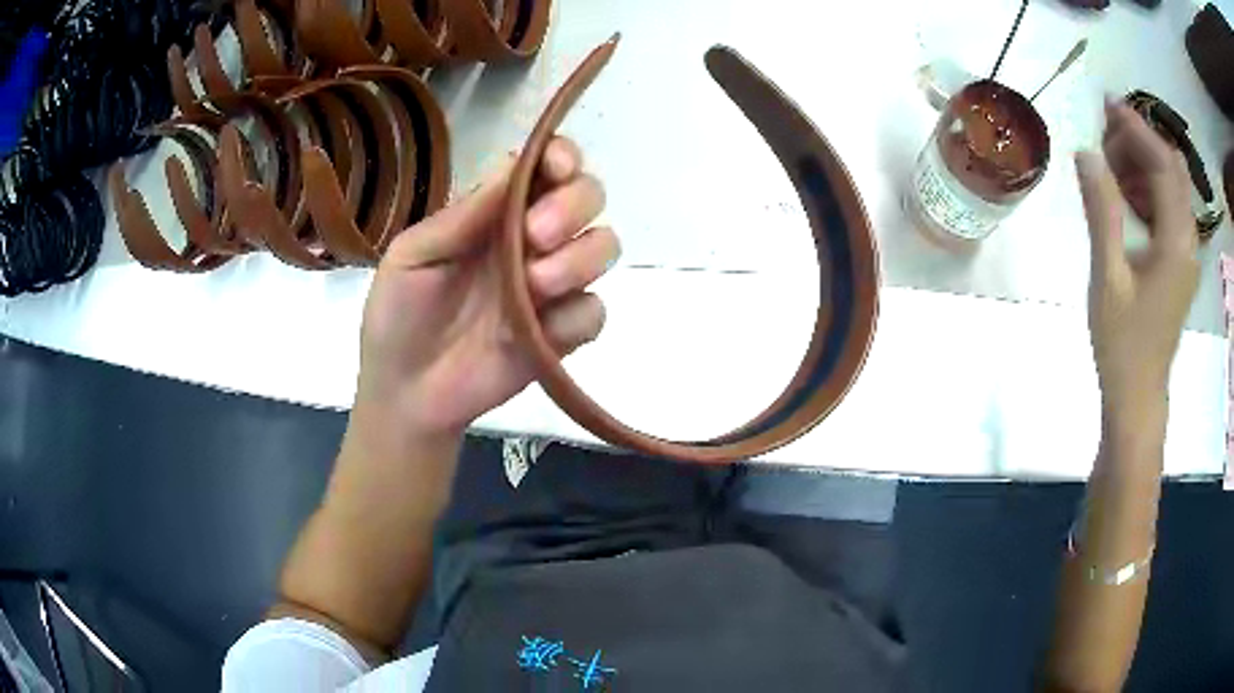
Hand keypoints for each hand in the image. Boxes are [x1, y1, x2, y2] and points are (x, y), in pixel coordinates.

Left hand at [354, 137, 618, 439]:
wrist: (405, 392)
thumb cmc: (398, 315)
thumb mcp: (413, 255)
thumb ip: (463, 215)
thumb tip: (514, 163)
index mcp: (495, 214)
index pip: (546, 168)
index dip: (562, 157)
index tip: (556, 168)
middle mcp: (532, 241)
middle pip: (588, 197)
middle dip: (573, 206)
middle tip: (535, 234)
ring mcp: (551, 288)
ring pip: (604, 248)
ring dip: (579, 258)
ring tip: (535, 284)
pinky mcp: (562, 335)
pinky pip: (594, 313)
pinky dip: (575, 317)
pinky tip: (540, 332)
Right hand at [1076, 102, 1198, 419]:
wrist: (1138, 395)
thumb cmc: (1123, 344)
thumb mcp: (1108, 277)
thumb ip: (1102, 211)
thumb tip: (1086, 152)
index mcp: (1176, 244)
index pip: (1164, 166)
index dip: (1138, 129)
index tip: (1107, 105)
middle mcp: (1188, 241)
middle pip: (1173, 169)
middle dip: (1141, 141)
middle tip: (1105, 134)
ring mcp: (1186, 252)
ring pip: (1172, 185)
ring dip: (1143, 162)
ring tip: (1110, 162)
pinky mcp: (1179, 260)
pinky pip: (1169, 207)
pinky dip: (1147, 186)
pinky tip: (1124, 192)